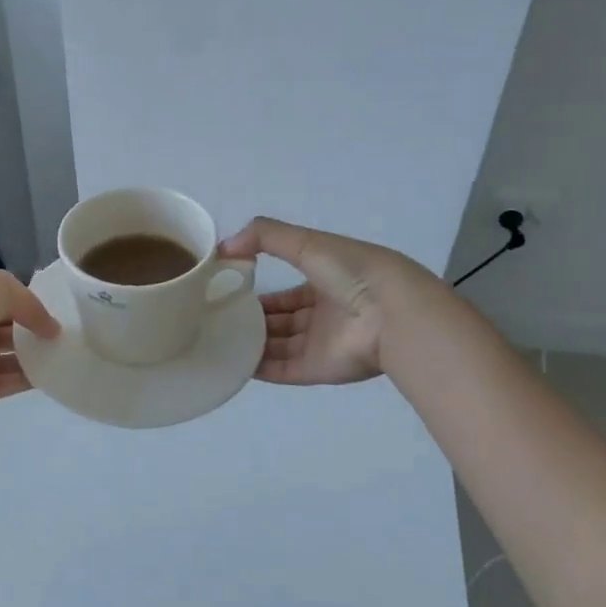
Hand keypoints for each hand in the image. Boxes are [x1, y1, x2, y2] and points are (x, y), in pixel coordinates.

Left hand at [0, 270, 60, 407]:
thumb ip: (30, 304)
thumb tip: (51, 328)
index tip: (53, 313)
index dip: (24, 304)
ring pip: (0, 359)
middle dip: (27, 333)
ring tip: (58, 358)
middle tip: (59, 338)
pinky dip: (20, 381)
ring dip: (27, 358)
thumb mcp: (0, 288)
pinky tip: (45, 378)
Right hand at [218, 218, 432, 385]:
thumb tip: (224, 247)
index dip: (258, 289)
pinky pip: (281, 370)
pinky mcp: (316, 369)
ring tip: (215, 339)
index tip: (226, 290)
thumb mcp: (306, 241)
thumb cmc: (350, 271)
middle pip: (279, 320)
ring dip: (250, 343)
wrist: (390, 312)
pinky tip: (229, 361)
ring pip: (277, 346)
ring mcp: (320, 344)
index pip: (286, 291)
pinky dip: (257, 368)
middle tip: (215, 317)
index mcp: (325, 283)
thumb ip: (264, 236)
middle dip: (250, 319)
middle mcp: (322, 315)